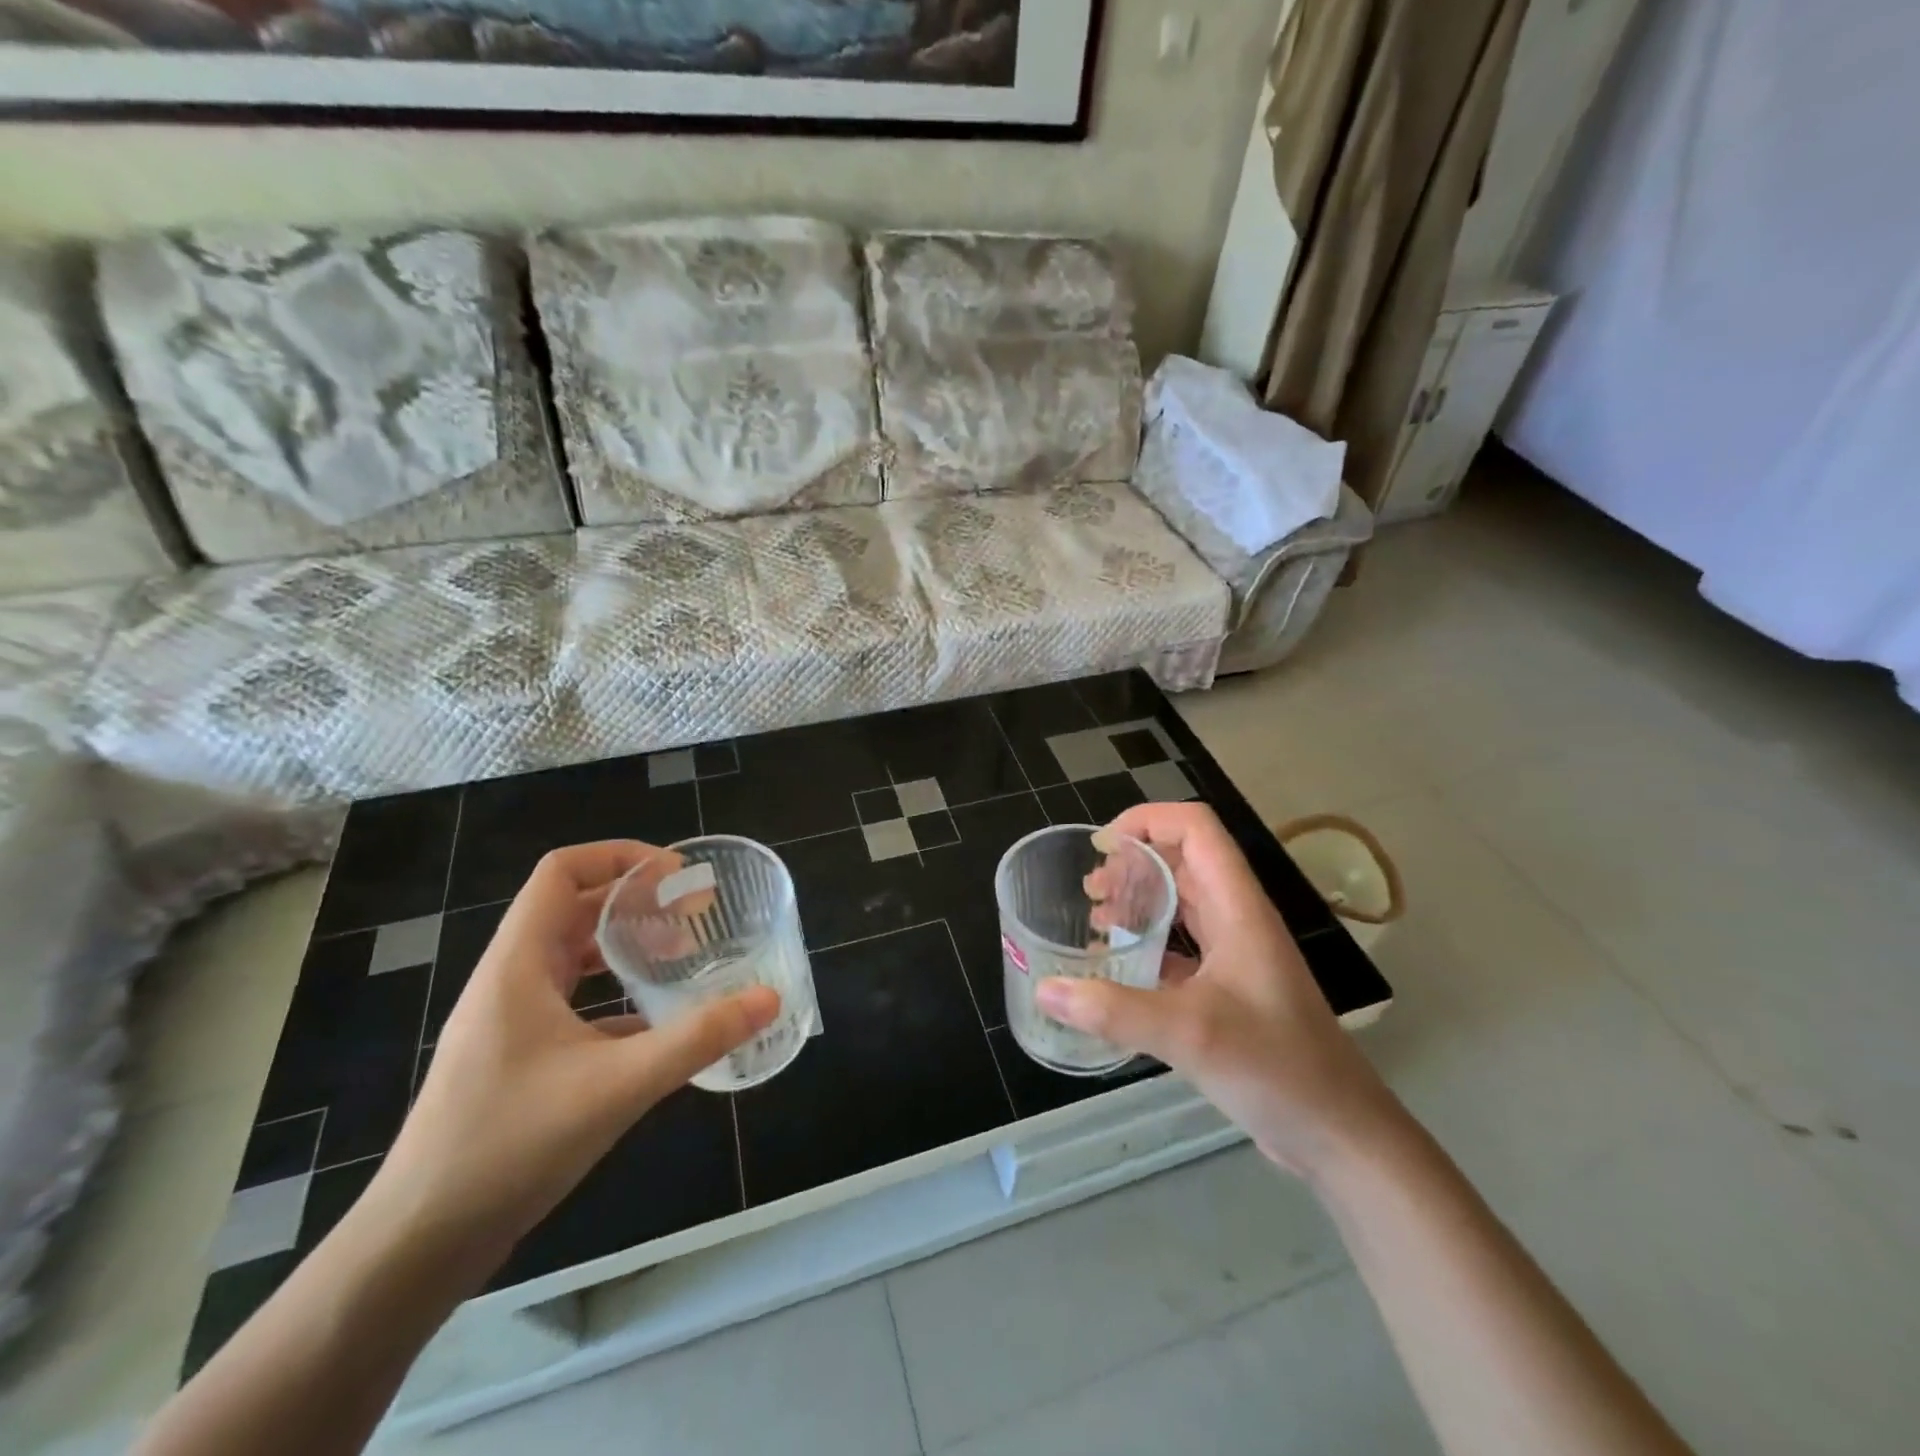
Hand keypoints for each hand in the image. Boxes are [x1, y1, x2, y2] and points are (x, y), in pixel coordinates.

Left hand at [374, 842, 779, 1247]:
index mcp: (518, 964)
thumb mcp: (618, 1086)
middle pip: (573, 907)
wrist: (417, 1246)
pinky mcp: (518, 1058)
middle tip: (695, 912)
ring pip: (572, 955)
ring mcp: (510, 1021)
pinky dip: (616, 994)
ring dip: (626, 944)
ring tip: (681, 953)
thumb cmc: (509, 1147)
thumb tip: (767, 998)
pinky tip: (657, 1022)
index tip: (678, 876)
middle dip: (636, 899)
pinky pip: (574, 1001)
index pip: (563, 872)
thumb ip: (698, 1039)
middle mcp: (510, 980)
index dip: (621, 857)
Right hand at [1039, 803, 1404, 1177]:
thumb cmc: (1276, 1068)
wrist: (1339, 1135)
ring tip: (1096, 920)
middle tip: (1089, 891)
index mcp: (1238, 907)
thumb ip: (1114, 1010)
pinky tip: (1118, 969)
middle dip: (1133, 862)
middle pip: (1183, 860)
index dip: (1148, 820)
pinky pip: (1182, 946)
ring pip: (1182, 903)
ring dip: (1139, 900)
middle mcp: (1237, 920)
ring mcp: (1236, 955)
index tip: (1101, 847)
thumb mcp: (1190, 1033)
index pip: (1196, 828)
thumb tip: (1045, 990)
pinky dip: (1147, 944)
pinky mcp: (1230, 989)